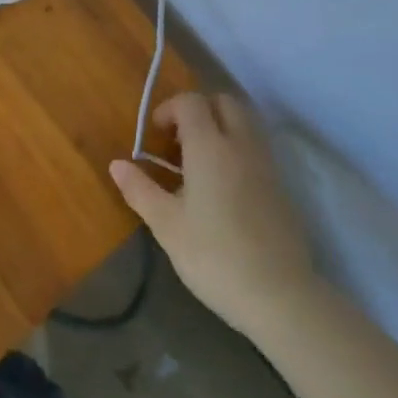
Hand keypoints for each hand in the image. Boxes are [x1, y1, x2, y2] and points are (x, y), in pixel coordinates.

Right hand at [110, 93, 316, 338]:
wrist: (280, 295)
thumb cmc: (214, 256)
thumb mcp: (167, 226)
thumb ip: (140, 190)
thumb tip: (116, 164)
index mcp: (209, 146)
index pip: (191, 102)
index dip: (169, 109)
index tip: (155, 136)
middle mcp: (240, 144)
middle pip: (223, 101)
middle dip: (198, 110)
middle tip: (178, 141)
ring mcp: (266, 163)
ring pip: (243, 122)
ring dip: (220, 126)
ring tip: (199, 162)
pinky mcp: (281, 185)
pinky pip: (256, 147)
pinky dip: (237, 148)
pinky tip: (223, 186)